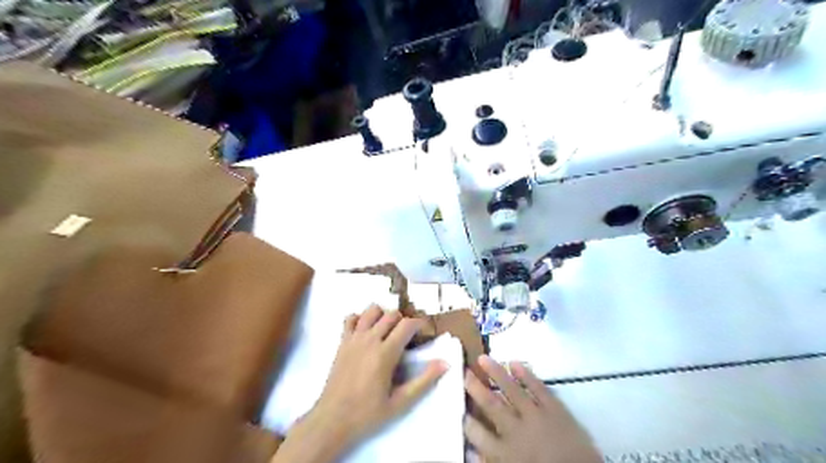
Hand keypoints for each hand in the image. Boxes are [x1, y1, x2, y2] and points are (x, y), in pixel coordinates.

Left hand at [273, 305, 448, 461]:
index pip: (407, 325)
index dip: (420, 324)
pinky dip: (360, 318)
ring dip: (383, 315)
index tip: (425, 333)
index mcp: (385, 353)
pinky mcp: (342, 342)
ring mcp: (353, 339)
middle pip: (391, 314)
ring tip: (388, 330)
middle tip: (408, 335)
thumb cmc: (368, 413)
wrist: (332, 419)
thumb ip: (424, 380)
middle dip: (404, 320)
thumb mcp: (400, 402)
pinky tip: (366, 331)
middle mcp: (370, 340)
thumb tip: (445, 362)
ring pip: (371, 310)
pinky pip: (350, 318)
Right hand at [463, 356, 601, 462]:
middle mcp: (516, 431)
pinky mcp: (556, 409)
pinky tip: (514, 363)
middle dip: (476, 388)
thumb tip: (471, 452)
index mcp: (505, 453)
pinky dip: (527, 375)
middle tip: (464, 371)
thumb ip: (490, 462)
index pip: (478, 434)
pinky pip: (539, 389)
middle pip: (492, 405)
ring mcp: (537, 417)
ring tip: (483, 358)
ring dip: (496, 373)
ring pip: (512, 391)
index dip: (467, 420)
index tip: (459, 407)